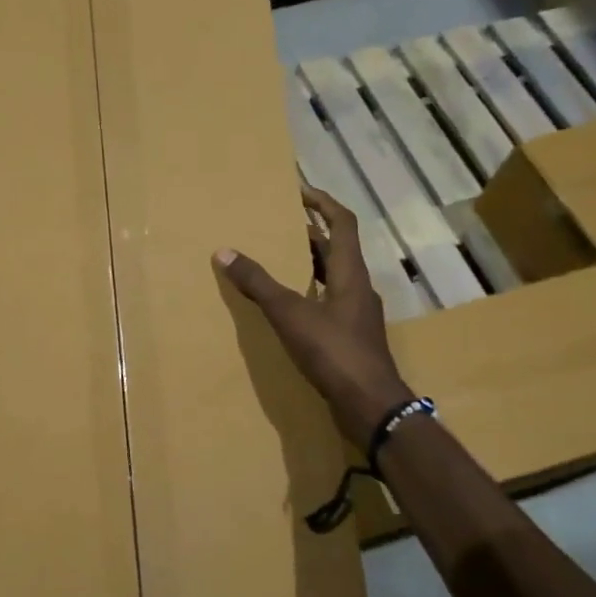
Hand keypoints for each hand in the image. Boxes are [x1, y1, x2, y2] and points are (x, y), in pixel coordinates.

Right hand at [214, 187, 412, 448]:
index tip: (300, 191)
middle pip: (337, 249)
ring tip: (280, 259)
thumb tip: (224, 252)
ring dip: (310, 263)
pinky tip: (290, 306)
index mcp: (350, 273)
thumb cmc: (334, 352)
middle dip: (311, 233)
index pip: (342, 223)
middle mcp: (358, 287)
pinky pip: (330, 301)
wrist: (371, 405)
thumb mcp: (290, 314)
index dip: (323, 203)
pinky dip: (310, 292)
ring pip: (334, 277)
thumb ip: (258, 284)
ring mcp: (358, 314)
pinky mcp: (353, 337)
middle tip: (280, 225)